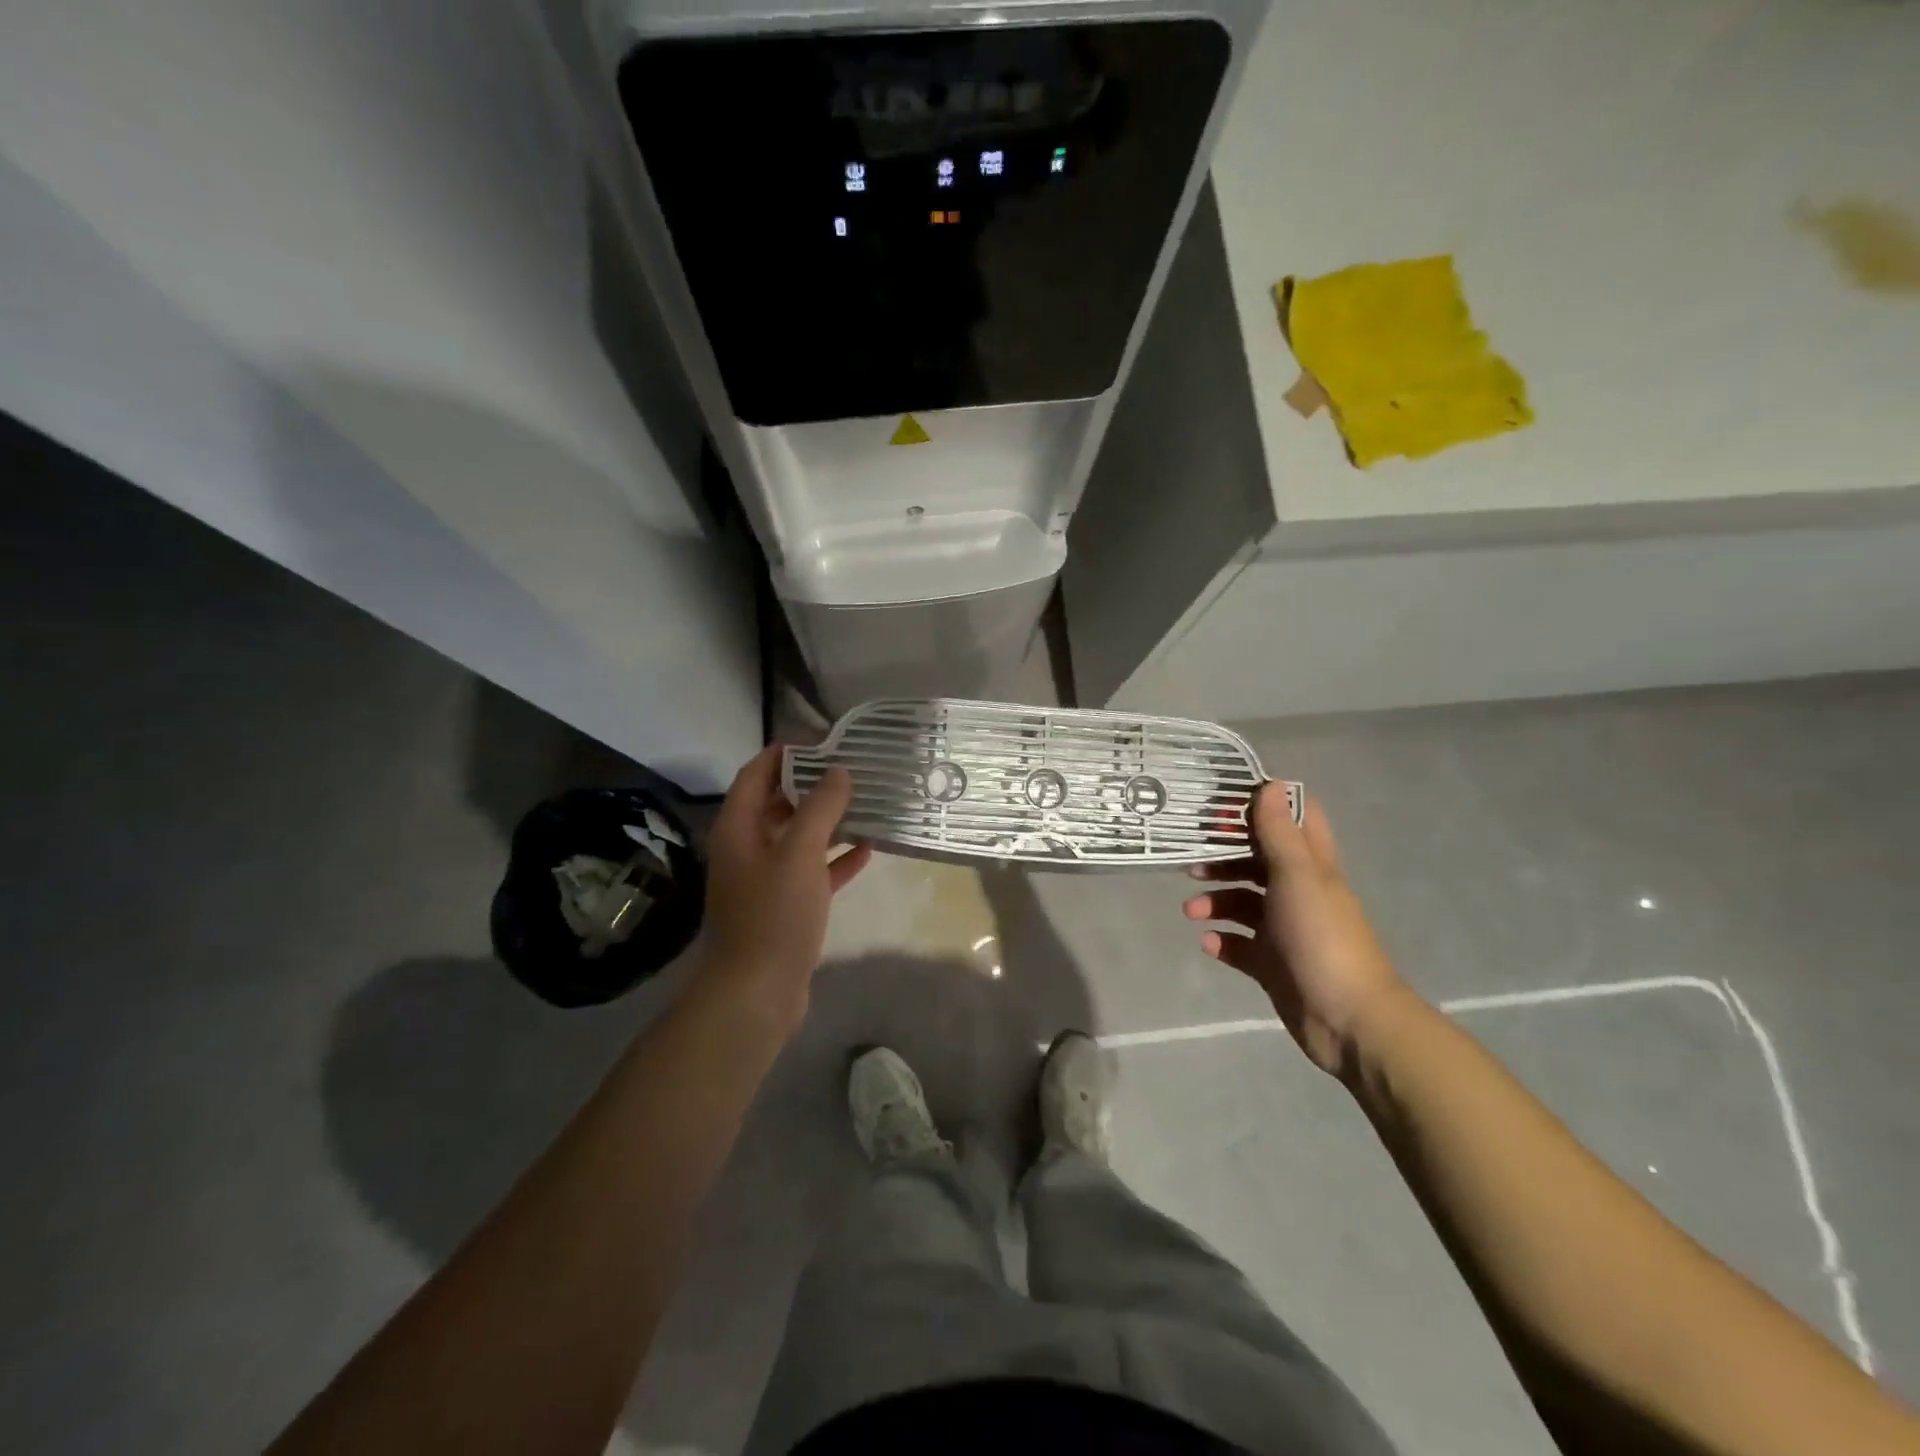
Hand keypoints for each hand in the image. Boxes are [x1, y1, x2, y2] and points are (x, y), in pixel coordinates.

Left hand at [696, 746, 871, 1029]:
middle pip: (778, 803)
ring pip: (798, 838)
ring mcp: (765, 879)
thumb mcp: (799, 854)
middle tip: (852, 770)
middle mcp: (747, 848)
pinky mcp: (785, 906)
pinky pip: (812, 871)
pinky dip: (835, 859)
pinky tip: (868, 849)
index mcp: (738, 829)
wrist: (758, 993)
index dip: (785, 753)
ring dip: (828, 821)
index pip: (756, 774)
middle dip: (812, 785)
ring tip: (866, 803)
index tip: (824, 741)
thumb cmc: (774, 915)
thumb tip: (839, 771)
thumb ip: (820, 808)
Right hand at [1183, 783, 1407, 1077]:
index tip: (1224, 805)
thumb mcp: (1297, 876)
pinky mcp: (1272, 964)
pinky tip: (1209, 943)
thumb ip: (1278, 832)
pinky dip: (1222, 941)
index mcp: (1311, 866)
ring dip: (1216, 902)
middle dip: (1223, 859)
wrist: (1348, 1019)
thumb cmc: (1322, 936)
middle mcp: (1298, 892)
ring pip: (1243, 904)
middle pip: (1257, 862)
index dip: (1262, 807)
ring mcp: (1285, 930)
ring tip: (1192, 911)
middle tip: (1192, 862)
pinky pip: (1239, 945)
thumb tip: (1270, 783)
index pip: (1293, 821)